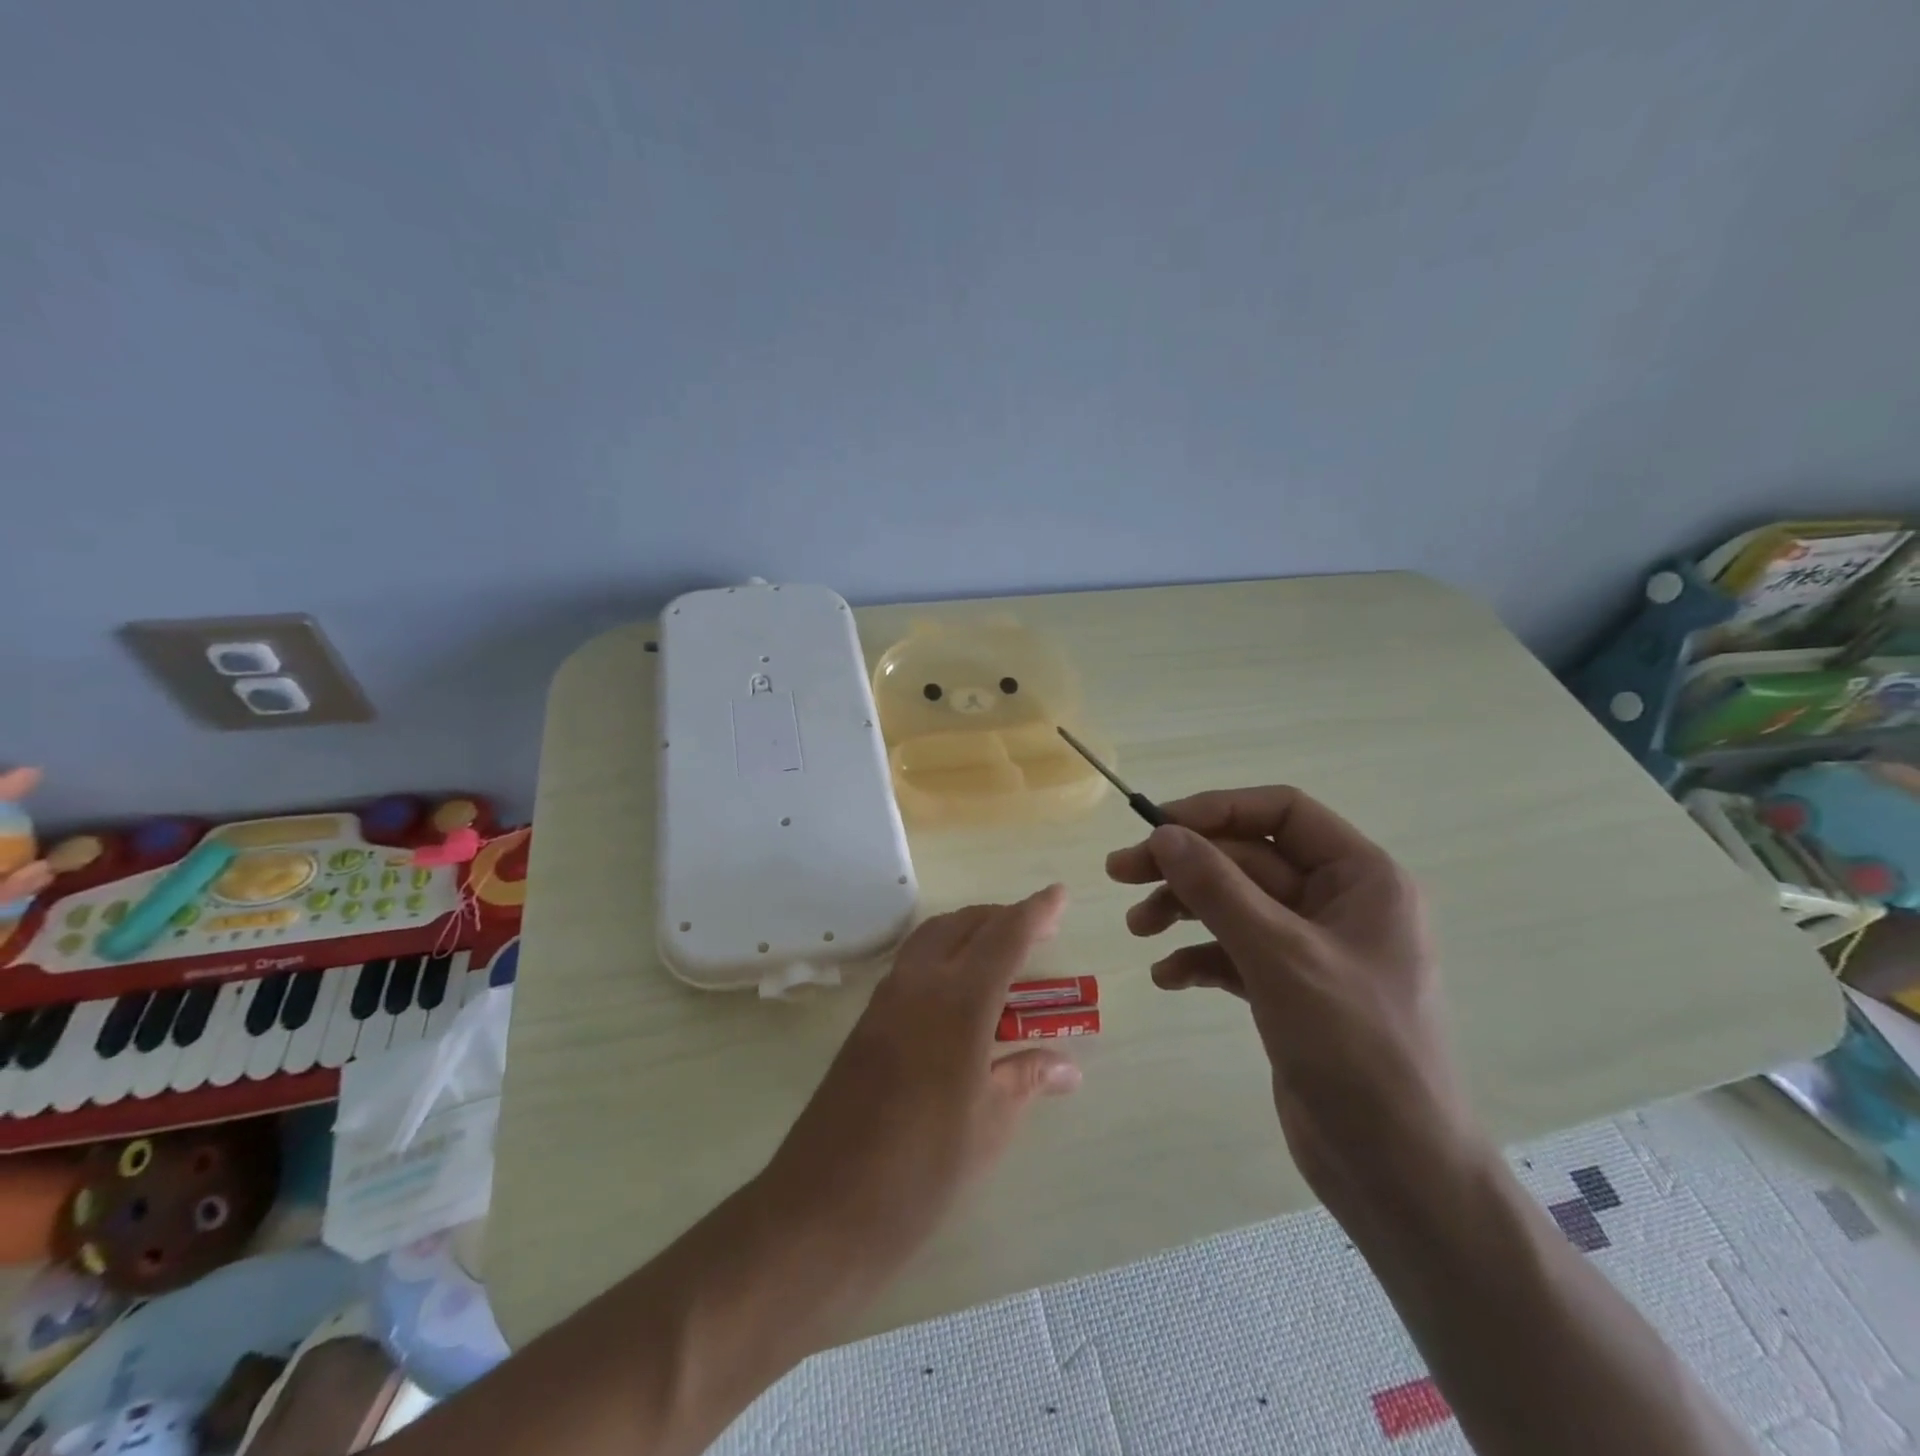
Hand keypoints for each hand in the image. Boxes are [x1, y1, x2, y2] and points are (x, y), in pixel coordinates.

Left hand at [763, 886, 1081, 1265]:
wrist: (825, 1206)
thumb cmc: (922, 1169)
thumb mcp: (989, 1125)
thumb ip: (1027, 1079)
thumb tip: (1068, 1066)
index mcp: (958, 1003)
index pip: (1004, 938)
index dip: (1036, 913)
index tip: (1059, 894)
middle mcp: (919, 985)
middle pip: (964, 925)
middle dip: (1002, 917)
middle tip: (1037, 930)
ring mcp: (886, 1000)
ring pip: (932, 938)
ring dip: (968, 931)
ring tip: (1002, 953)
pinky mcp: (866, 1021)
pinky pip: (912, 964)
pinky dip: (943, 955)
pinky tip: (959, 991)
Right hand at [1106, 788, 1485, 1215]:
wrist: (1398, 1173)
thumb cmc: (1356, 1050)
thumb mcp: (1280, 956)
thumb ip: (1219, 889)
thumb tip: (1164, 834)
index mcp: (1361, 878)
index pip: (1282, 812)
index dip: (1217, 810)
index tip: (1156, 827)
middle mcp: (1338, 903)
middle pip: (1248, 859)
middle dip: (1185, 867)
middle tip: (1119, 874)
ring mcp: (1312, 949)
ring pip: (1235, 905)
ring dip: (1183, 910)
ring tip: (1138, 929)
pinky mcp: (1289, 990)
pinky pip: (1234, 952)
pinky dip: (1199, 956)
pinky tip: (1168, 977)